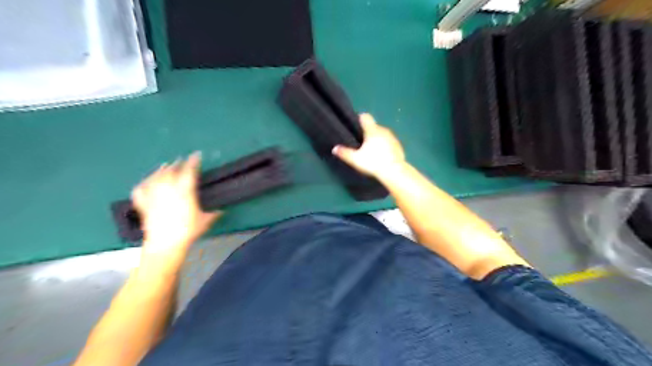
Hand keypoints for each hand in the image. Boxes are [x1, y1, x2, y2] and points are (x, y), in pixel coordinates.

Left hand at [131, 153, 220, 258]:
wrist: (165, 244)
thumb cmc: (188, 231)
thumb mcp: (205, 220)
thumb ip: (213, 213)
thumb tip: (222, 211)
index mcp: (185, 191)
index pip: (189, 171)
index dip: (193, 162)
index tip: (196, 155)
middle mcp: (168, 190)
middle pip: (171, 171)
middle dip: (177, 164)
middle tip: (180, 161)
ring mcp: (154, 196)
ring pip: (156, 177)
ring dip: (161, 170)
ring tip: (165, 166)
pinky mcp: (144, 204)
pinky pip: (141, 190)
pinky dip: (144, 184)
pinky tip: (146, 182)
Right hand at [333, 114, 404, 176]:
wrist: (394, 171)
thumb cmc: (373, 162)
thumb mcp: (355, 159)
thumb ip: (344, 153)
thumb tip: (334, 148)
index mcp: (372, 130)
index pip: (365, 117)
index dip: (360, 119)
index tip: (356, 125)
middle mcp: (383, 130)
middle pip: (374, 126)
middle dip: (368, 132)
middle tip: (362, 143)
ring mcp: (393, 137)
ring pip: (382, 134)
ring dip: (378, 139)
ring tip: (372, 150)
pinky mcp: (399, 145)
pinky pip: (390, 142)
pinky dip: (386, 146)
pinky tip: (383, 156)